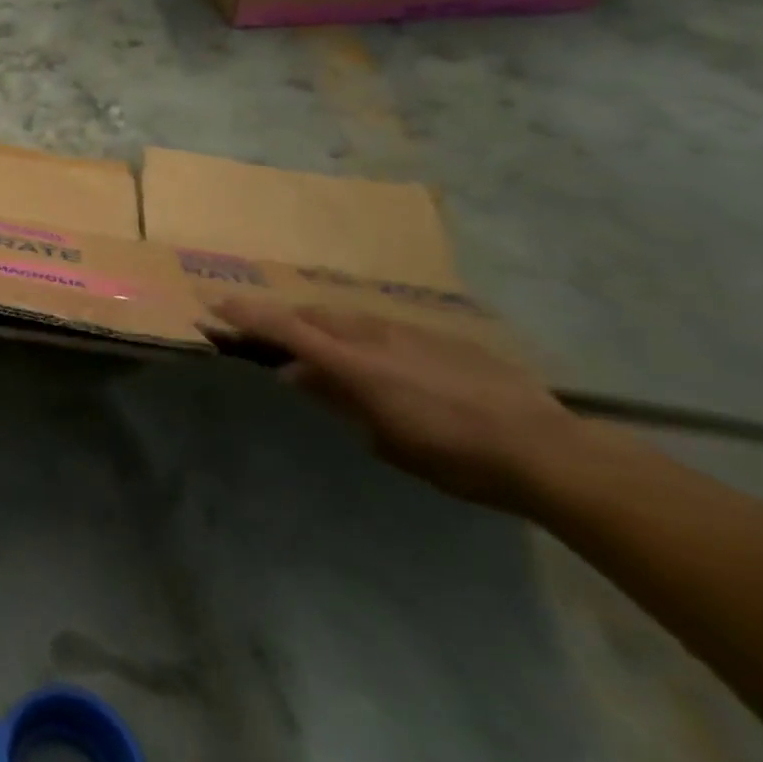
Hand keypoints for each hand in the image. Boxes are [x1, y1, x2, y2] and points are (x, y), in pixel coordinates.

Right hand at [205, 297, 581, 512]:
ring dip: (325, 326)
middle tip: (267, 334)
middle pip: (315, 315)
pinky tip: (383, 360)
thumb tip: (295, 373)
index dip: (248, 314)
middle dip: (284, 319)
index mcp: (354, 363)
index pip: (286, 328)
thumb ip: (336, 399)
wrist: (547, 450)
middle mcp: (376, 336)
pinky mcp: (443, 337)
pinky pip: (387, 328)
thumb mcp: (385, 438)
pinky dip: (365, 336)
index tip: (216, 305)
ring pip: (351, 317)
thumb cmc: (455, 456)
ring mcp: (412, 332)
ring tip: (321, 346)